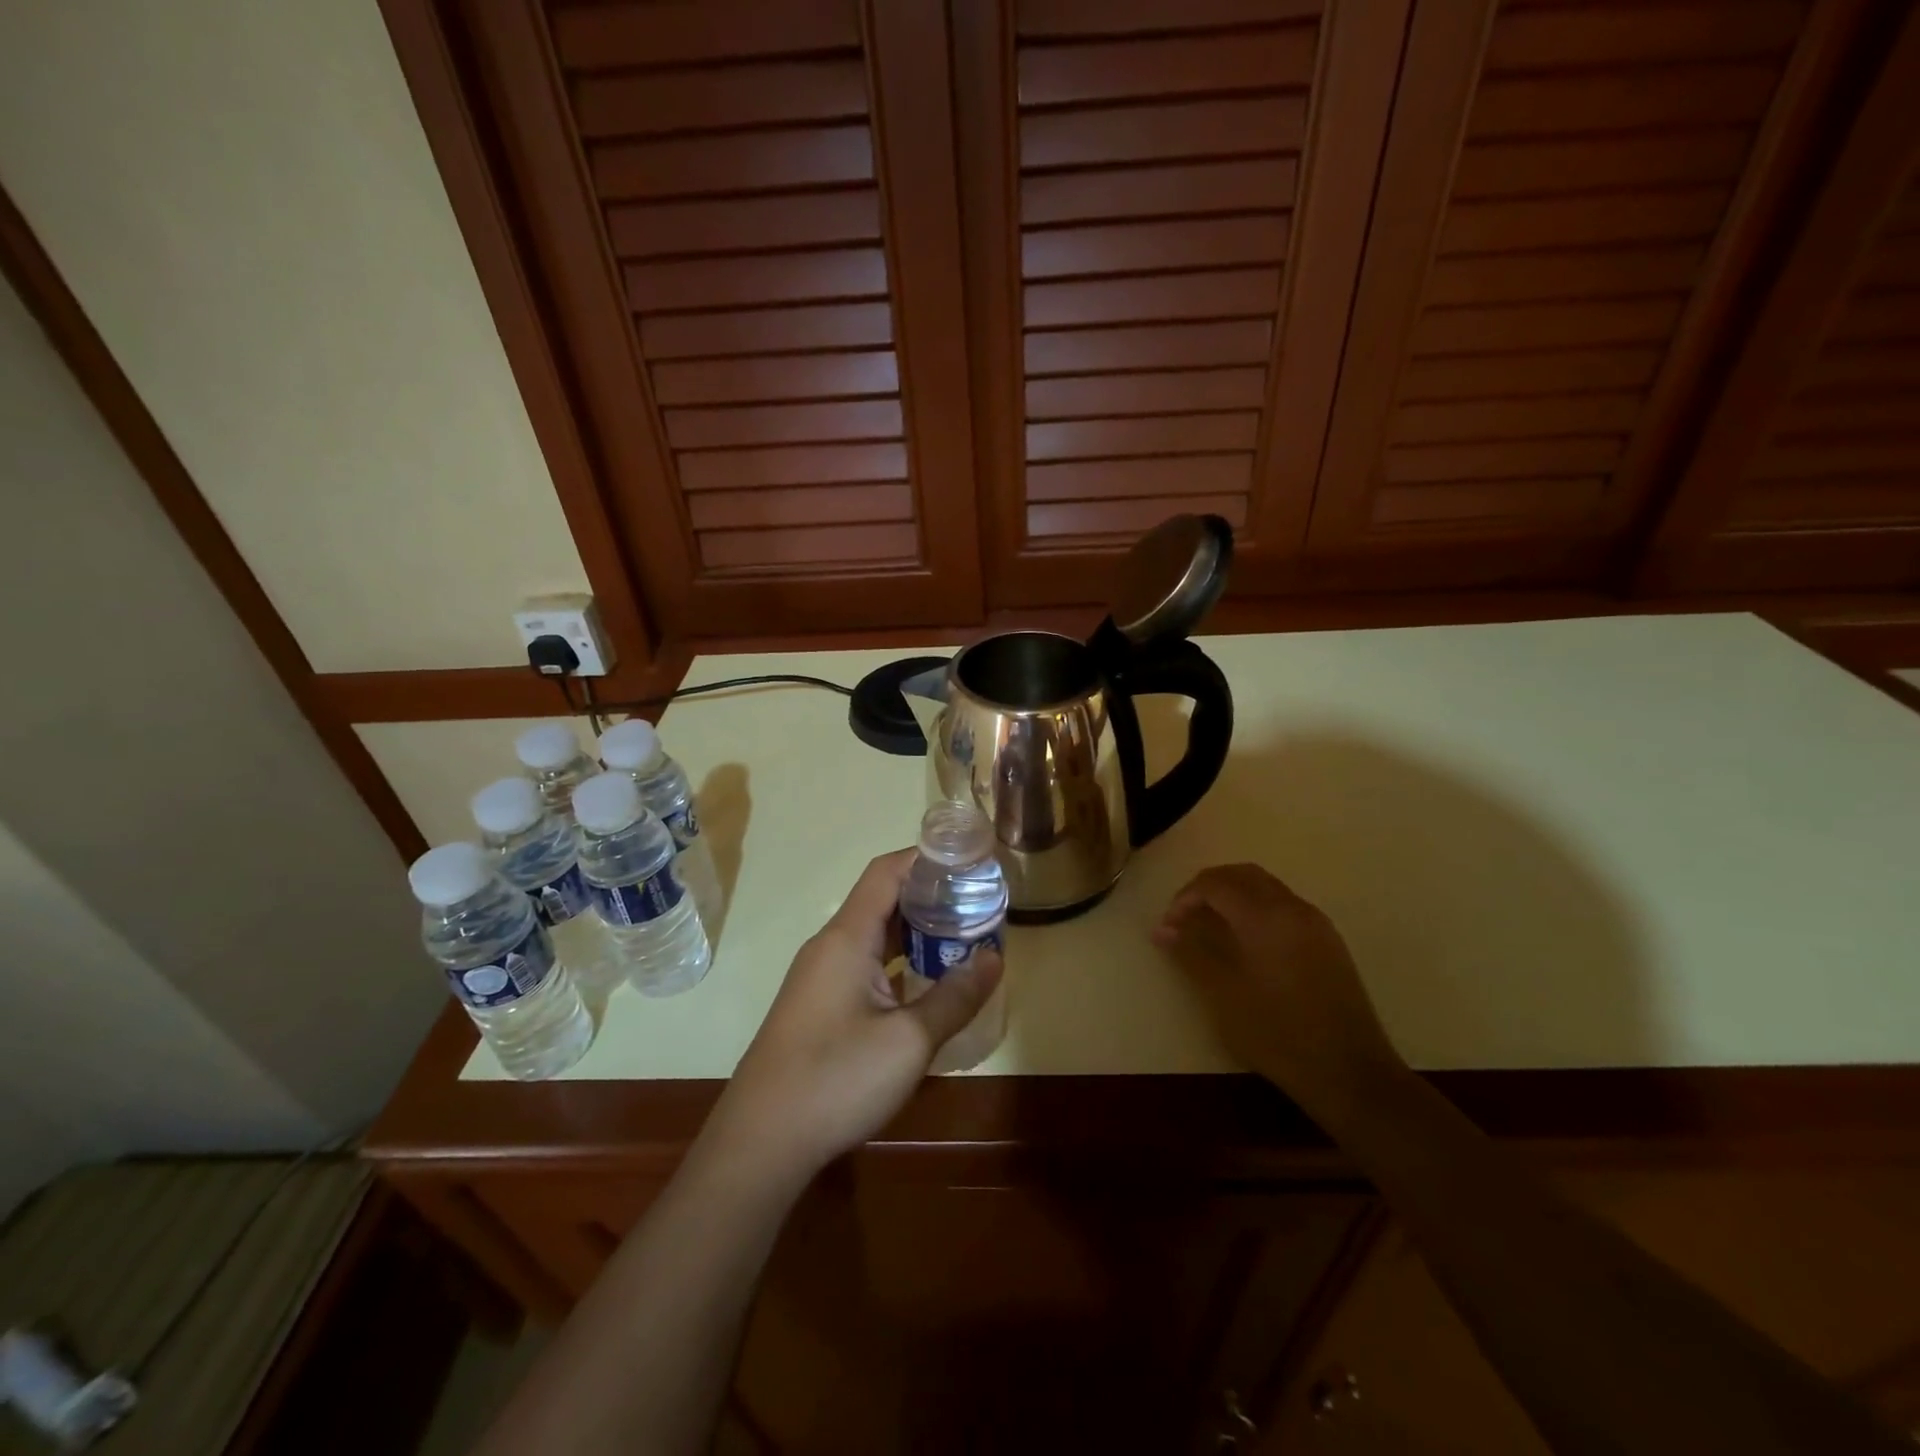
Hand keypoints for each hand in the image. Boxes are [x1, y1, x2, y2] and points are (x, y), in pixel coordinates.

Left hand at [707, 851, 1002, 1184]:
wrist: (761, 1143)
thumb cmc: (836, 1079)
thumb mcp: (908, 1040)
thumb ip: (954, 996)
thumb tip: (993, 957)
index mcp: (846, 938)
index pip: (887, 872)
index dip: (926, 859)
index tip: (969, 862)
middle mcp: (829, 946)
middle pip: (882, 900)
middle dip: (930, 897)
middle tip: (978, 905)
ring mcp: (820, 977)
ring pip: (873, 936)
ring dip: (915, 932)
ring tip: (962, 938)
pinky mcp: (818, 1006)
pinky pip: (863, 965)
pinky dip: (897, 961)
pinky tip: (925, 982)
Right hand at [1154, 864, 1405, 1119]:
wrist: (1349, 1072)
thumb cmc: (1276, 1033)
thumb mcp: (1223, 994)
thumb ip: (1191, 952)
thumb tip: (1162, 929)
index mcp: (1264, 916)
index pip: (1215, 883)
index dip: (1185, 898)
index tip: (1168, 927)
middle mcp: (1292, 908)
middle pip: (1243, 875)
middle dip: (1208, 888)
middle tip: (1185, 918)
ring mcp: (1316, 923)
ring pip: (1266, 887)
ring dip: (1233, 895)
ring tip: (1210, 928)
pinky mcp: (1329, 942)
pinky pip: (1285, 905)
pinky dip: (1257, 908)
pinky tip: (1246, 943)